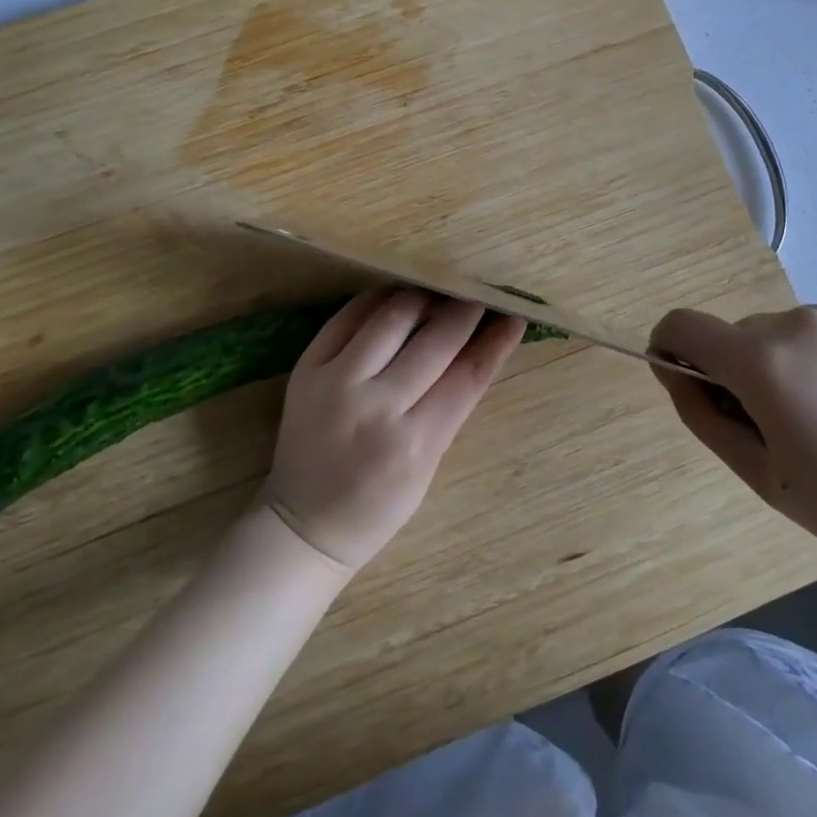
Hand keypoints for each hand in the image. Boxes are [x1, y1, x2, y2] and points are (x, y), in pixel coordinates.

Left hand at [262, 289, 525, 569]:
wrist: (303, 522)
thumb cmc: (378, 505)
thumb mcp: (427, 466)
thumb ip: (450, 407)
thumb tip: (480, 346)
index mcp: (413, 444)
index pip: (467, 377)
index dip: (495, 342)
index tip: (513, 316)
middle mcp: (375, 407)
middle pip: (434, 341)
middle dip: (463, 311)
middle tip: (477, 296)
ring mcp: (336, 383)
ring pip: (392, 316)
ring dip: (423, 298)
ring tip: (438, 294)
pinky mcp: (307, 367)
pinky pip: (348, 316)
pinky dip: (378, 300)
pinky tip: (397, 296)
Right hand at [651, 304, 816, 596]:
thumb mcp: (765, 477)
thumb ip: (702, 415)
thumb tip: (672, 370)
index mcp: (763, 363)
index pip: (683, 326)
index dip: (671, 349)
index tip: (689, 384)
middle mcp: (796, 321)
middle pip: (738, 336)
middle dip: (742, 372)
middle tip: (785, 430)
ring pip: (783, 333)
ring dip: (787, 364)